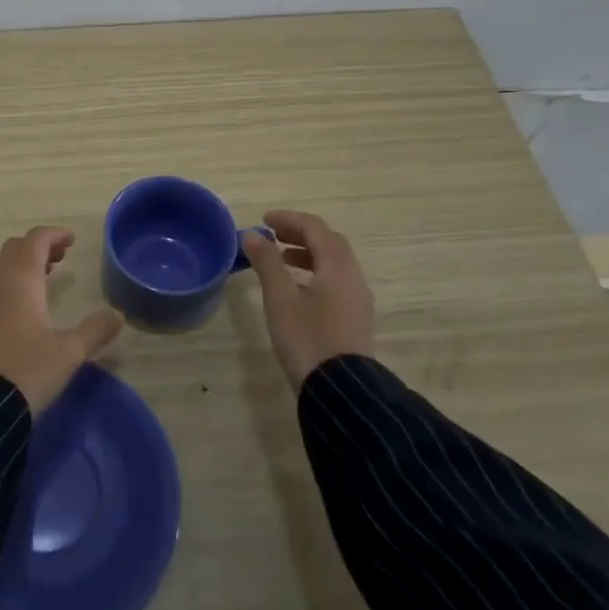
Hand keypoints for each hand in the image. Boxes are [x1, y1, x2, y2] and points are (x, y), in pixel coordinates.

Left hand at [0, 226, 122, 414]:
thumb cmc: (29, 370)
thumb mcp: (70, 352)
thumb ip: (95, 330)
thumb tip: (117, 316)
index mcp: (22, 281)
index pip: (35, 241)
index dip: (54, 234)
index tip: (72, 240)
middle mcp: (0, 285)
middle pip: (15, 249)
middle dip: (38, 246)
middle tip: (61, 257)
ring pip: (4, 268)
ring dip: (25, 265)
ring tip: (49, 277)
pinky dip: (15, 283)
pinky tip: (30, 308)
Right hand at [241, 210, 375, 389]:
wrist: (340, 390)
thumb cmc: (306, 337)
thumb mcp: (280, 297)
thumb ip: (267, 262)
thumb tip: (251, 234)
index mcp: (338, 266)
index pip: (315, 228)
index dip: (288, 219)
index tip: (263, 220)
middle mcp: (353, 276)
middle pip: (328, 242)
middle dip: (299, 233)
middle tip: (271, 235)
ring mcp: (357, 298)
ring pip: (333, 262)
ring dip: (307, 253)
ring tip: (280, 259)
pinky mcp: (354, 317)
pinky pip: (335, 280)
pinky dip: (315, 271)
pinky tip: (296, 288)